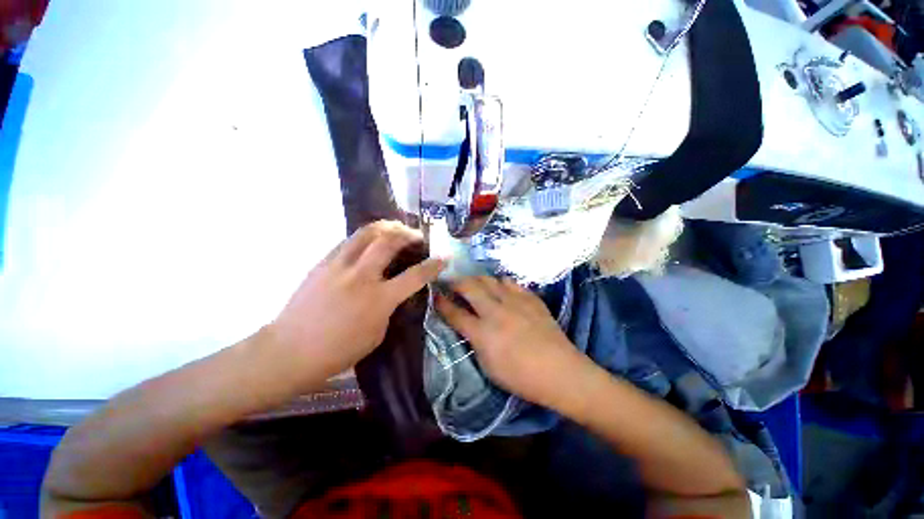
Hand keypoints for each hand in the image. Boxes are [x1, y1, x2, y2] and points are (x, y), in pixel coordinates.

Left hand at [266, 221, 443, 383]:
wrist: (289, 351)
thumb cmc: (338, 351)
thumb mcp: (377, 333)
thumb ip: (389, 307)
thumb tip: (395, 290)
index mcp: (379, 299)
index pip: (415, 276)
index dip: (433, 265)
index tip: (443, 257)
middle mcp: (361, 276)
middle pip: (389, 241)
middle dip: (408, 234)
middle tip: (416, 236)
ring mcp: (339, 266)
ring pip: (367, 232)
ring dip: (387, 227)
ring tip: (396, 229)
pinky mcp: (323, 263)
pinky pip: (349, 241)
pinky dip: (366, 236)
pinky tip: (370, 241)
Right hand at [436, 276, 585, 406]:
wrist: (560, 371)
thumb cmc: (521, 377)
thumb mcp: (488, 367)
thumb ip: (475, 342)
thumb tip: (468, 326)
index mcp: (482, 333)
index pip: (455, 313)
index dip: (441, 302)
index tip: (435, 294)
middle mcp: (496, 311)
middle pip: (469, 287)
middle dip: (456, 282)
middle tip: (451, 282)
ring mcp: (514, 302)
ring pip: (489, 280)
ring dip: (477, 279)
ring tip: (473, 282)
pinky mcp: (530, 298)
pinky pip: (510, 282)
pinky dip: (500, 283)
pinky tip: (500, 287)